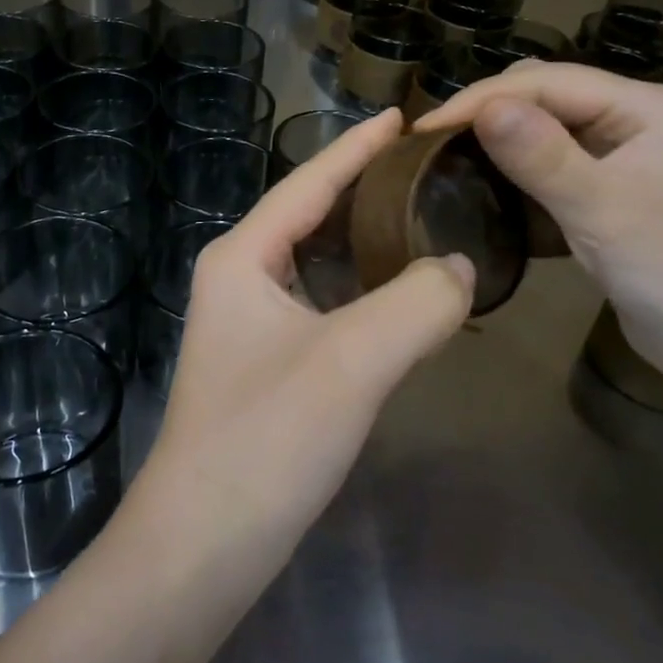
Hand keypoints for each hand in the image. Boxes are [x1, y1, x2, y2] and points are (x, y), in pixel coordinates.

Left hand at [139, 108, 474, 560]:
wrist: (203, 545)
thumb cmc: (265, 439)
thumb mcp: (351, 361)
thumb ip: (416, 303)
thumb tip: (459, 267)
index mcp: (242, 257)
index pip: (308, 183)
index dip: (357, 147)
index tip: (404, 118)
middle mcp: (238, 278)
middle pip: (311, 215)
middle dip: (365, 188)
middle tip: (428, 168)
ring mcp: (248, 324)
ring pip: (317, 263)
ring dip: (366, 240)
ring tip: (424, 218)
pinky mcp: (265, 364)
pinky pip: (323, 304)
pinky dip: (363, 290)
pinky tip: (399, 296)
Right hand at [415, 61, 662, 376]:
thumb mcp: (602, 210)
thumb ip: (542, 156)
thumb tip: (484, 107)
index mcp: (645, 107)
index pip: (550, 82)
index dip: (484, 98)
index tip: (425, 128)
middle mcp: (635, 119)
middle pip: (548, 95)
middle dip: (490, 110)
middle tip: (434, 142)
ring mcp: (625, 154)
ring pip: (547, 127)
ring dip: (501, 136)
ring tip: (450, 155)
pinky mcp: (613, 188)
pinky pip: (554, 162)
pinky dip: (518, 166)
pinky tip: (489, 180)